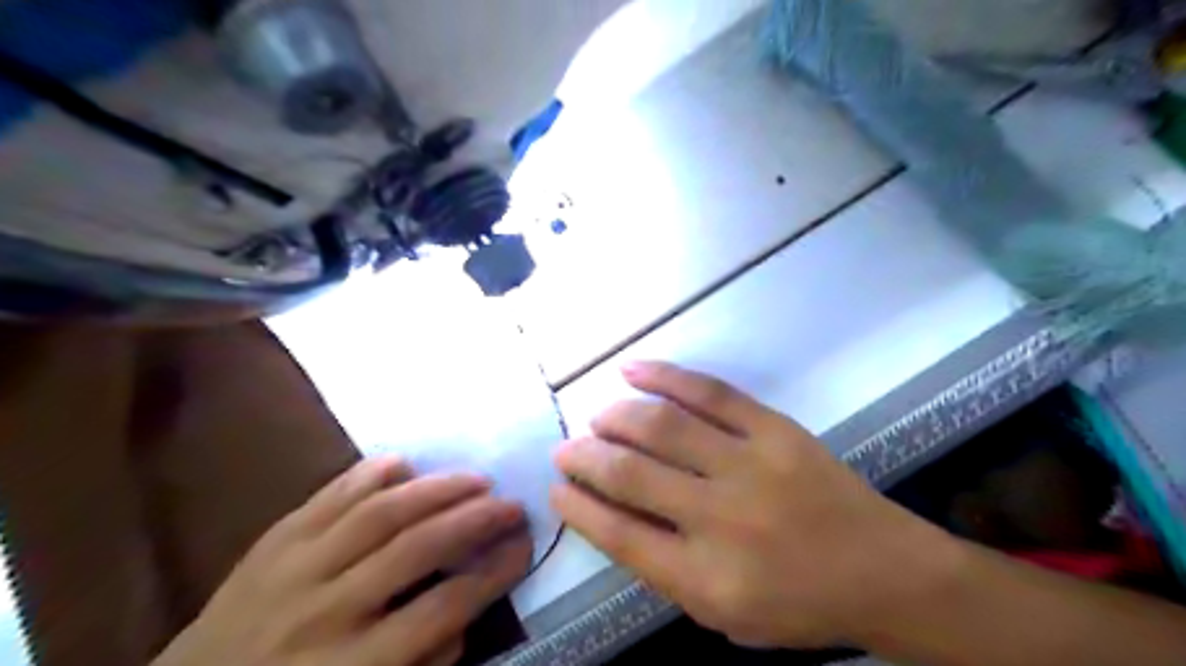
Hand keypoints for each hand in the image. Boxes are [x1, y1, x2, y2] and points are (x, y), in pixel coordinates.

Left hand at [157, 458, 532, 664]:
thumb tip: (465, 616)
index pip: (445, 606)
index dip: (494, 572)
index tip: (525, 546)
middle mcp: (328, 611)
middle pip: (418, 549)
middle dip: (475, 520)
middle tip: (510, 503)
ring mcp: (294, 571)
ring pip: (379, 514)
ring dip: (436, 489)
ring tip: (475, 478)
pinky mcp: (271, 545)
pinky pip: (327, 499)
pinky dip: (367, 475)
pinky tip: (403, 461)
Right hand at [554, 362, 950, 646]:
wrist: (882, 571)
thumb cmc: (797, 603)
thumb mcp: (722, 613)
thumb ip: (664, 571)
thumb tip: (611, 516)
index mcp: (705, 578)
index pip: (618, 534)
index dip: (578, 507)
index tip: (556, 489)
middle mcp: (721, 519)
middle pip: (630, 474)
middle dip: (584, 458)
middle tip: (565, 449)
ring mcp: (750, 465)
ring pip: (662, 426)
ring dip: (616, 417)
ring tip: (597, 417)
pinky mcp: (774, 429)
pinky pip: (710, 392)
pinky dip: (664, 376)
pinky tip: (632, 370)